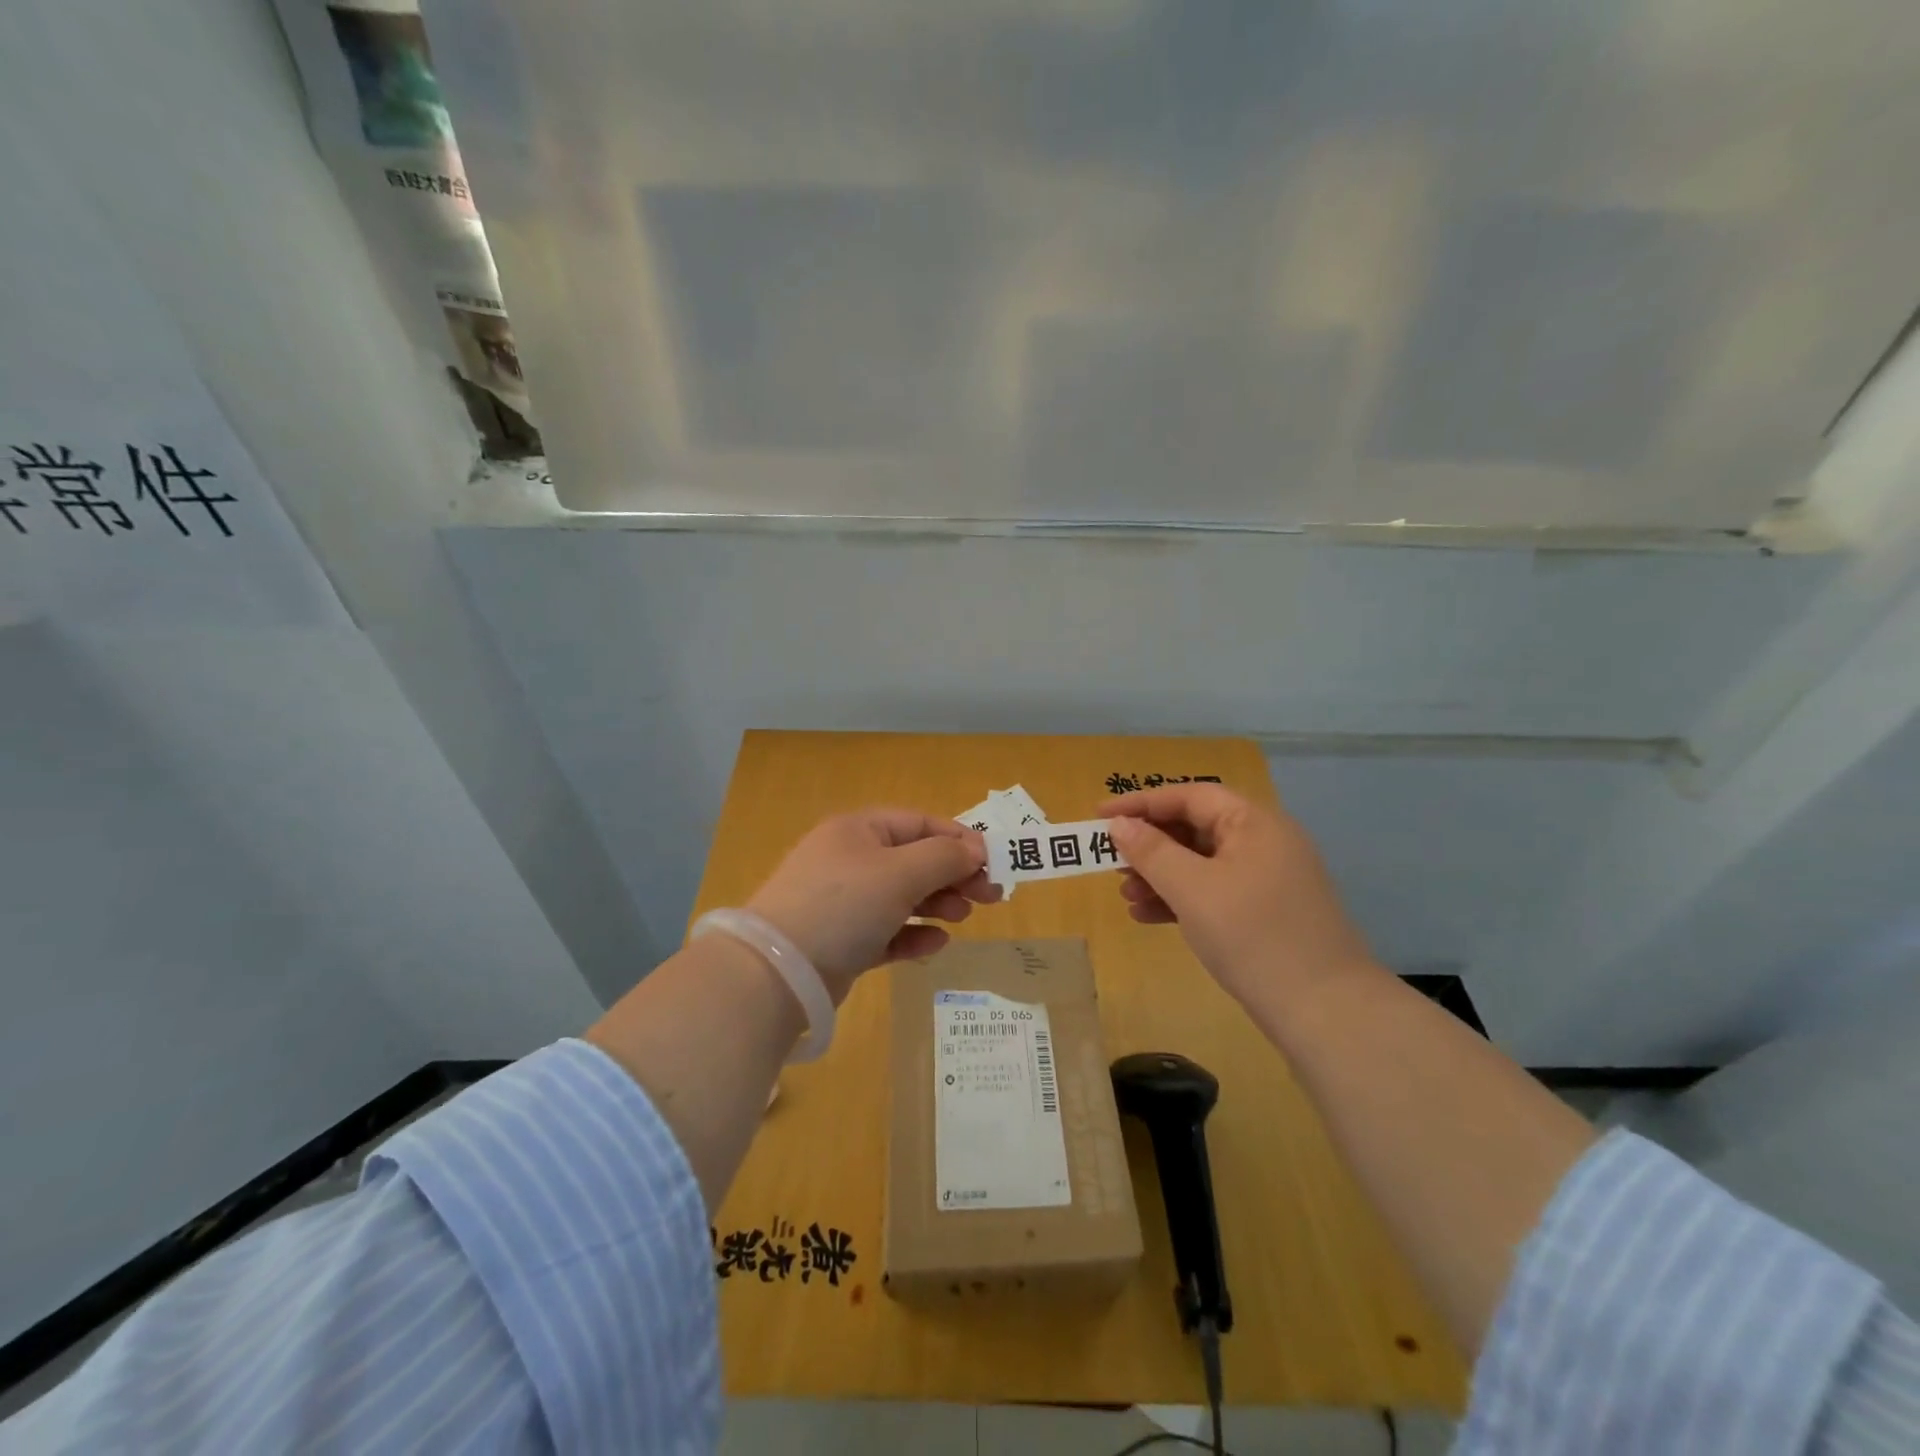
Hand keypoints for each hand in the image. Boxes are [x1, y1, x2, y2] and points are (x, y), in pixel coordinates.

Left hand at [746, 808, 1000, 996]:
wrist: (779, 970)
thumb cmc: (844, 904)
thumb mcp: (900, 872)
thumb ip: (943, 858)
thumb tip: (973, 852)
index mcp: (859, 830)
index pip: (919, 823)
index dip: (958, 839)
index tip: (992, 862)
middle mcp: (850, 860)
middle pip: (914, 860)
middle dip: (953, 875)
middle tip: (991, 896)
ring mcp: (844, 902)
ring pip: (902, 897)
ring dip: (937, 904)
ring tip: (964, 917)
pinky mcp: (842, 941)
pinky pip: (887, 931)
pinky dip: (912, 935)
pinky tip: (936, 944)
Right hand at [1104, 783, 1372, 1005]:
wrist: (1326, 1012)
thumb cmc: (1253, 936)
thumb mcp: (1192, 889)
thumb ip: (1151, 852)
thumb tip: (1119, 824)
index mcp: (1253, 823)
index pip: (1189, 796)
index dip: (1141, 803)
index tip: (1099, 815)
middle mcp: (1263, 842)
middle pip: (1195, 828)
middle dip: (1149, 844)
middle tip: (1111, 861)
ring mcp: (1267, 879)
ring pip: (1201, 863)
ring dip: (1160, 875)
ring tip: (1125, 895)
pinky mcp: (1265, 913)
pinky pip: (1213, 892)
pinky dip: (1179, 899)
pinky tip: (1147, 916)